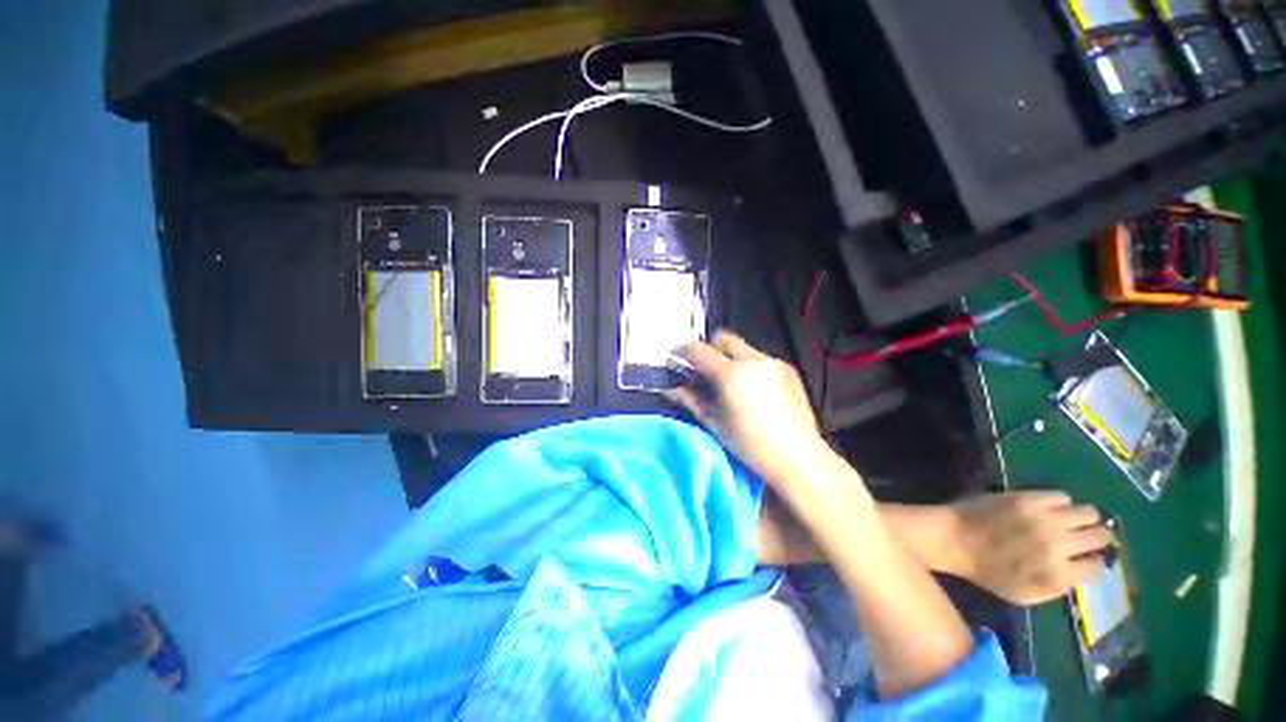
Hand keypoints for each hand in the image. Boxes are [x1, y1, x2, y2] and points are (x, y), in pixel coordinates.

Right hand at [666, 331, 828, 486]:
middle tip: (705, 369)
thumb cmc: (749, 444)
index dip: (684, 353)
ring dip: (731, 358)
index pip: (699, 350)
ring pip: (744, 349)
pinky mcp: (788, 369)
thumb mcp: (714, 422)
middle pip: (724, 338)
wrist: (798, 457)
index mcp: (731, 374)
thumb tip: (671, 389)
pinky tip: (754, 390)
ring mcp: (774, 362)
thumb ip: (690, 400)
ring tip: (732, 383)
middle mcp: (753, 360)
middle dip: (711, 348)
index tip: (678, 360)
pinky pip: (762, 359)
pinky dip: (750, 367)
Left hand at [950, 492, 1111, 604]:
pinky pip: (1061, 496)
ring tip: (1073, 523)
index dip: (1094, 563)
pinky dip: (1062, 503)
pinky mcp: (1027, 497)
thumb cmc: (986, 571)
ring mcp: (1043, 517)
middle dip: (1097, 539)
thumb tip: (1081, 573)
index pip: (1098, 566)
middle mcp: (1057, 544)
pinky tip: (1052, 510)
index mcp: (1057, 573)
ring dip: (1085, 519)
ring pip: (1088, 513)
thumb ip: (1058, 587)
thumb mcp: (1026, 595)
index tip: (1088, 559)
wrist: (953, 539)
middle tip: (1087, 538)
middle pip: (1100, 536)